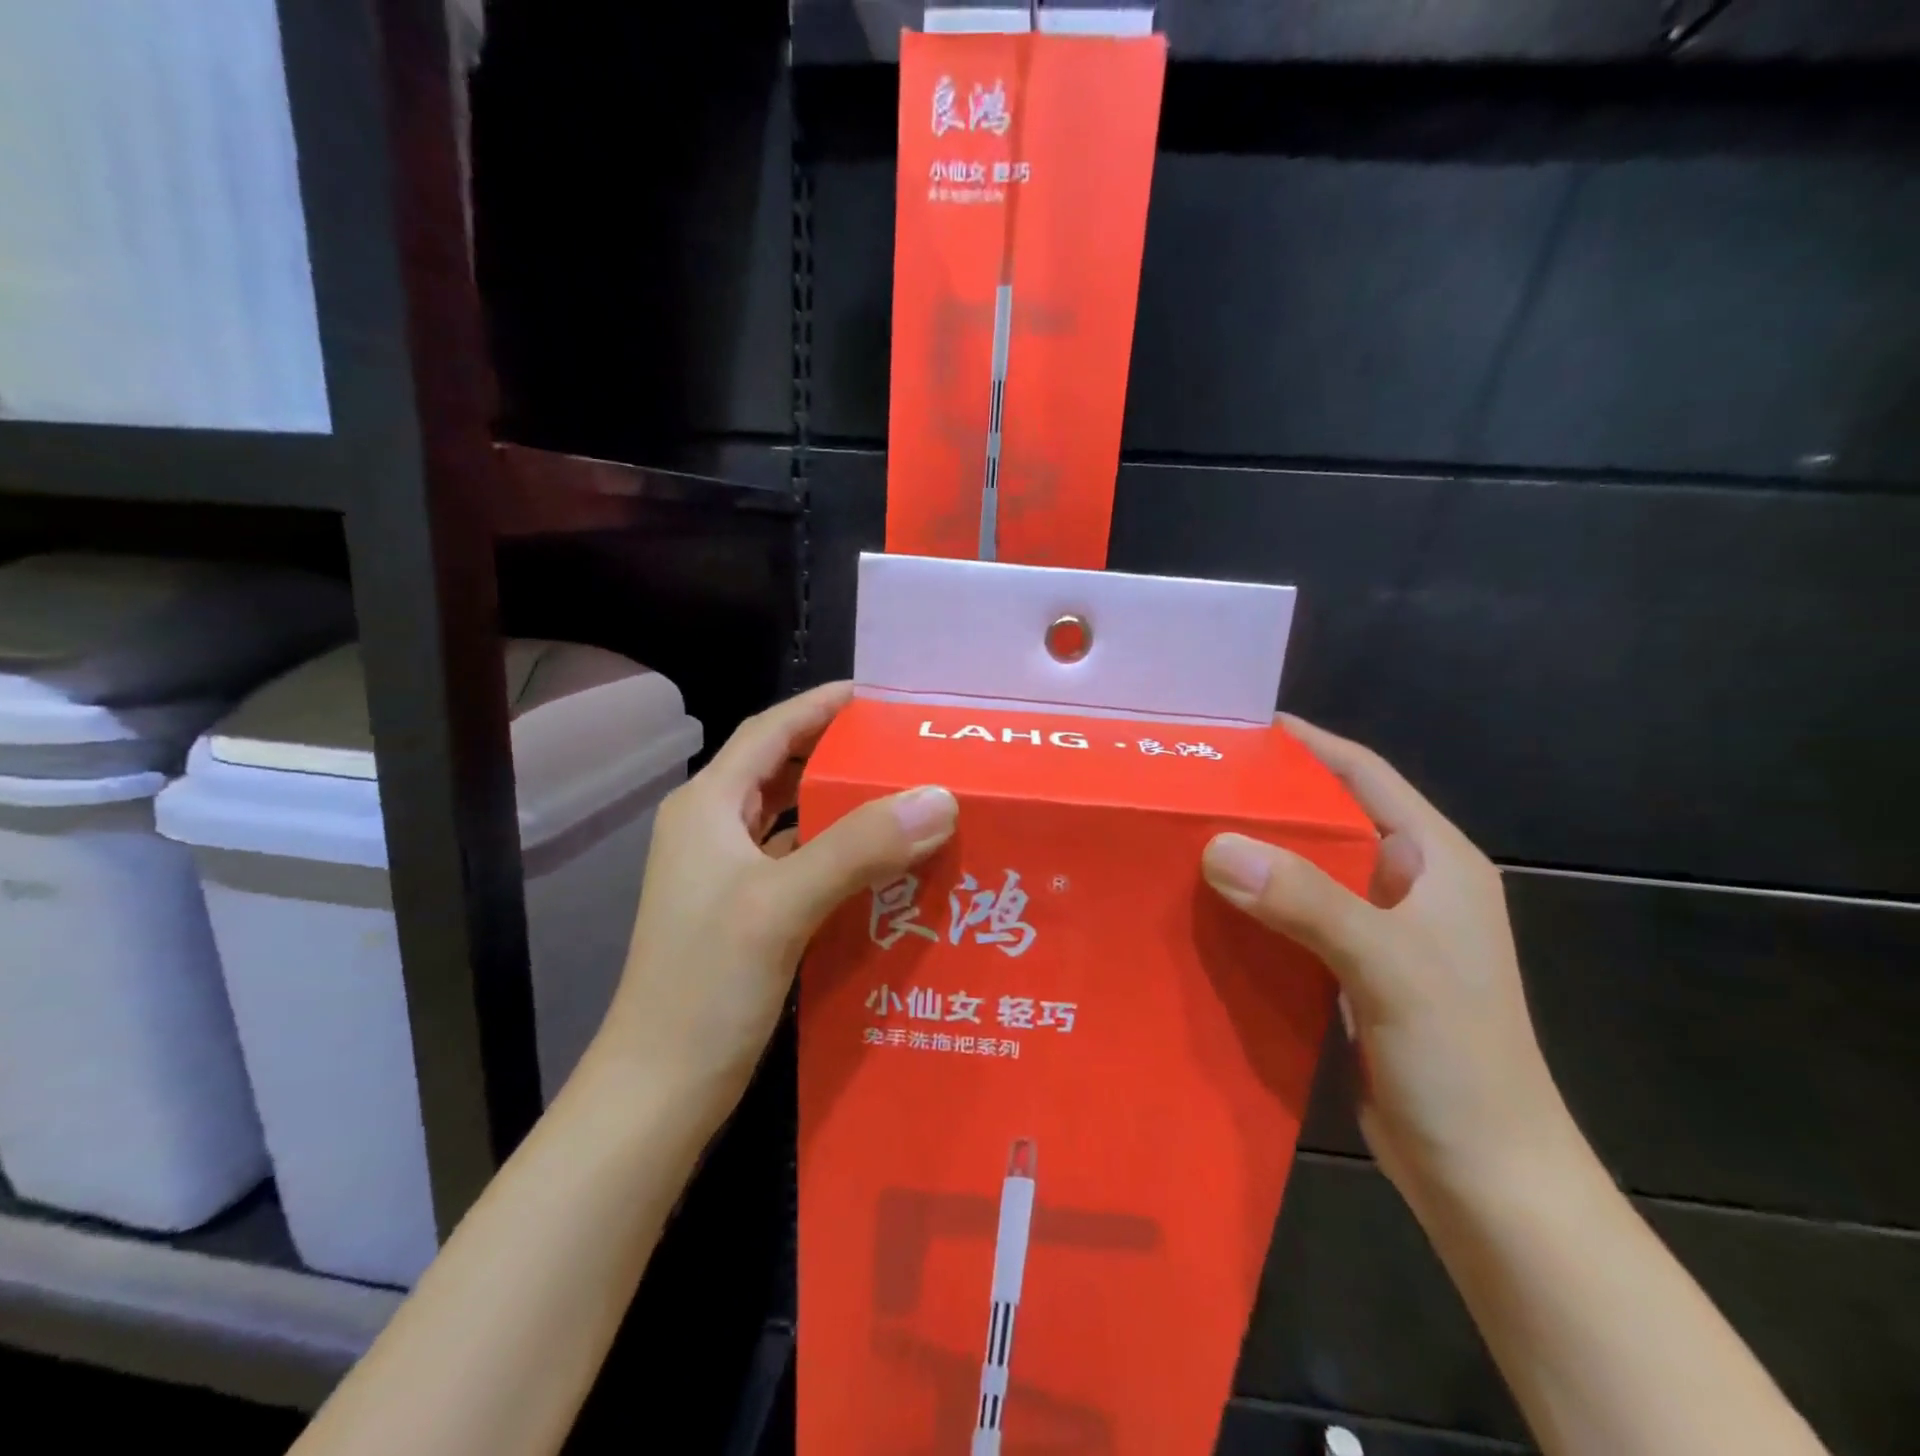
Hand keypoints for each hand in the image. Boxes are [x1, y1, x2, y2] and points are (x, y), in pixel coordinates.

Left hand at [595, 682, 957, 1110]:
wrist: (658, 1090)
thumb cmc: (705, 987)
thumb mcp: (781, 905)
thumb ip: (859, 846)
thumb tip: (939, 797)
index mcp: (707, 807)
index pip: (770, 731)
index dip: (820, 706)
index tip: (878, 696)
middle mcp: (712, 830)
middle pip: (782, 770)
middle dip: (839, 753)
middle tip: (904, 750)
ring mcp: (726, 876)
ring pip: (793, 820)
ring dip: (843, 808)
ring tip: (906, 800)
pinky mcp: (744, 914)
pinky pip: (800, 864)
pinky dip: (840, 856)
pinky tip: (884, 867)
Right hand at [1201, 716, 1578, 1204]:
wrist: (1487, 1181)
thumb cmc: (1460, 1063)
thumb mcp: (1389, 967)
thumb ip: (1308, 900)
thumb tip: (1217, 845)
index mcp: (1435, 861)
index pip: (1364, 774)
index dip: (1306, 744)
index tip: (1237, 728)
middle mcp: (1406, 885)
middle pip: (1326, 819)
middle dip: (1264, 798)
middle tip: (1192, 782)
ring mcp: (1379, 932)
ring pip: (1304, 871)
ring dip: (1253, 854)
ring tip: (1183, 834)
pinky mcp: (1350, 973)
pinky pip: (1293, 919)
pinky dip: (1253, 906)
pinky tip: (1206, 905)